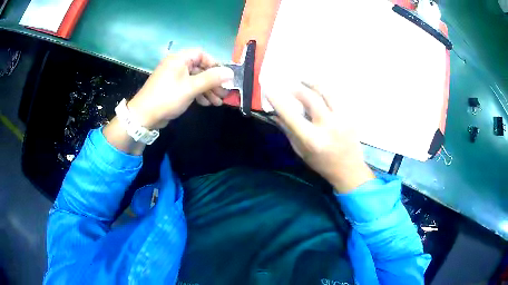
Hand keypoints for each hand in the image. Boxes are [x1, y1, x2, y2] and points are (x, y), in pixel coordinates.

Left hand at [127, 49, 233, 128]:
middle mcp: (177, 65)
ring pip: (195, 79)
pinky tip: (206, 103)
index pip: (201, 54)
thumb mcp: (191, 87)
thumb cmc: (167, 98)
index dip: (214, 64)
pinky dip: (198, 94)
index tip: (223, 77)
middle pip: (200, 68)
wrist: (144, 116)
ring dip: (208, 90)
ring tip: (218, 102)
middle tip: (224, 93)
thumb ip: (211, 79)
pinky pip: (189, 87)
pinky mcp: (173, 88)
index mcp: (179, 59)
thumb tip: (231, 72)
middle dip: (213, 82)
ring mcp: (174, 77)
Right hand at [267, 82, 374, 193]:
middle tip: (289, 85)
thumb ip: (288, 131)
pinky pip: (337, 97)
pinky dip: (326, 90)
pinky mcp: (351, 116)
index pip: (291, 115)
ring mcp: (343, 119)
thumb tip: (275, 114)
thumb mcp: (301, 152)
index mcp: (312, 140)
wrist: (349, 170)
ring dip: (313, 83)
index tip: (269, 89)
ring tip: (304, 80)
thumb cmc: (322, 163)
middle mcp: (328, 126)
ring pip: (327, 92)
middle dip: (297, 88)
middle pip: (311, 98)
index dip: (278, 100)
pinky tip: (320, 89)